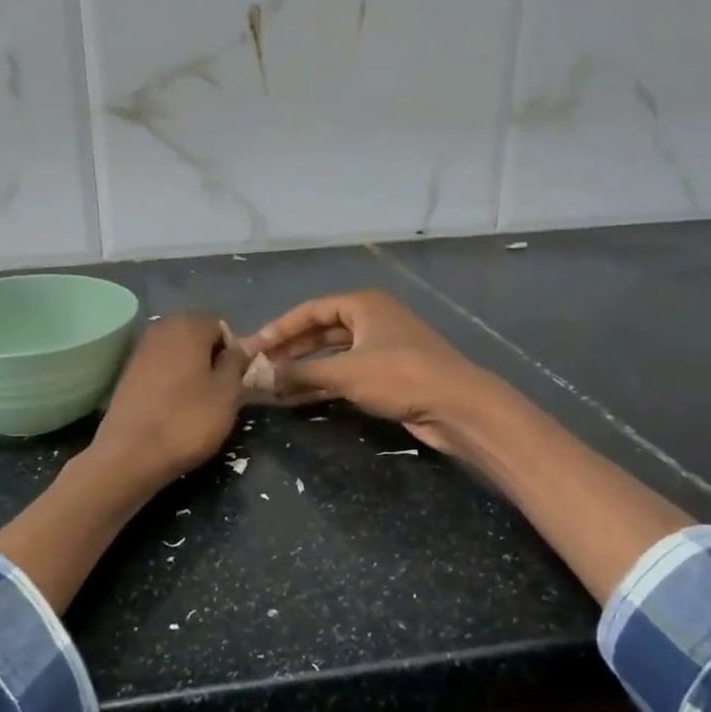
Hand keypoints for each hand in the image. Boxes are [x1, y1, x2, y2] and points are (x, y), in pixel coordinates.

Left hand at [89, 314, 248, 487]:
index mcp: (188, 326)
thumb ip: (237, 362)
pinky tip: (174, 407)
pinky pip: (159, 368)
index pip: (221, 327)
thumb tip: (241, 346)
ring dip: (190, 371)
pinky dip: (171, 381)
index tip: (235, 381)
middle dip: (210, 359)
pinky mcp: (127, 373)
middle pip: (197, 337)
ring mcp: (140, 350)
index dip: (233, 353)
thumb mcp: (227, 393)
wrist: (130, 454)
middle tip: (219, 392)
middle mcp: (161, 329)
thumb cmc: (188, 421)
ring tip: (198, 403)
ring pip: (177, 353)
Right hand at [241, 290, 493, 453]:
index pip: (310, 310)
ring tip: (272, 386)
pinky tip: (296, 398)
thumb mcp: (345, 372)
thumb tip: (261, 377)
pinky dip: (321, 384)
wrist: (457, 406)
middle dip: (289, 351)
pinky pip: (344, 374)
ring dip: (303, 370)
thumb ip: (300, 372)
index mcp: (363, 305)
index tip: (253, 348)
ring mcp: (380, 348)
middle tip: (258, 368)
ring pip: (331, 355)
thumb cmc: (400, 376)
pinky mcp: (386, 375)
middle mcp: (371, 320)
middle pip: (320, 332)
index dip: (279, 329)